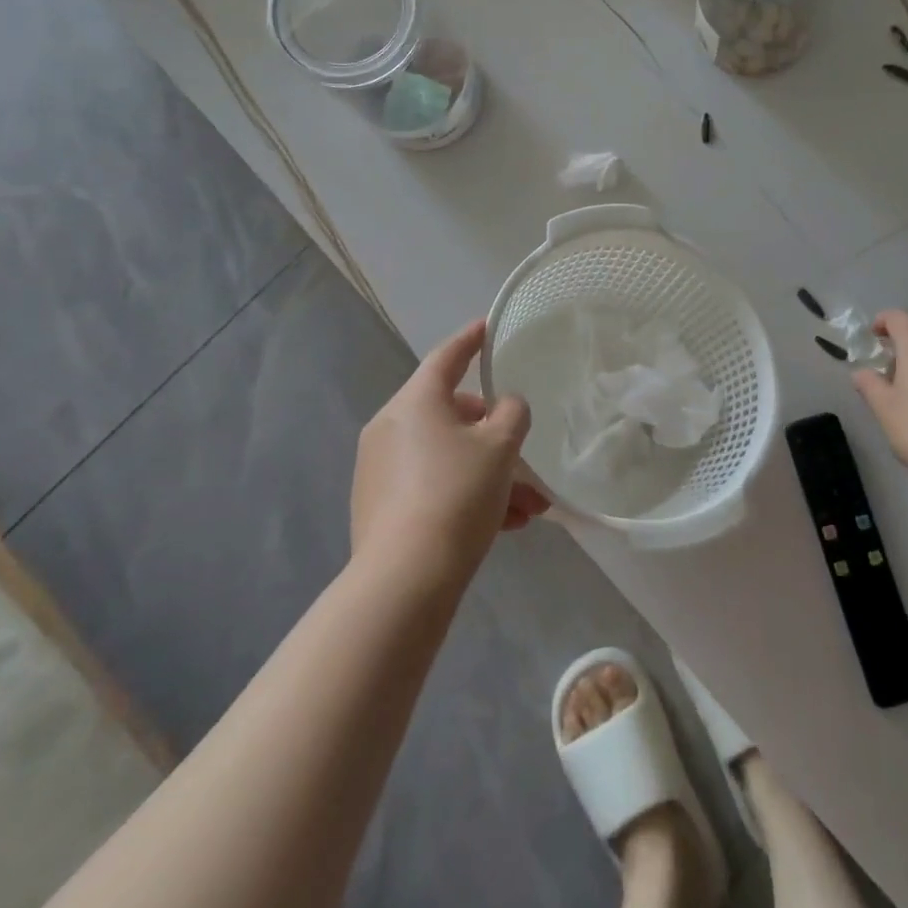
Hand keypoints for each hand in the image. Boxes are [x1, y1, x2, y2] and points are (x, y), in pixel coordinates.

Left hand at [352, 319, 547, 588]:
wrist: (405, 580)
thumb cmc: (457, 494)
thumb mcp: (500, 447)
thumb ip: (512, 413)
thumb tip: (504, 407)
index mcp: (415, 401)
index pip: (447, 356)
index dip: (471, 340)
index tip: (487, 327)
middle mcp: (390, 427)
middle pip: (452, 414)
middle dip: (496, 436)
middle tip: (526, 454)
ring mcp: (379, 468)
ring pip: (447, 456)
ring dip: (489, 474)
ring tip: (529, 507)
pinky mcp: (379, 506)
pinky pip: (432, 484)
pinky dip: (465, 494)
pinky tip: (504, 525)